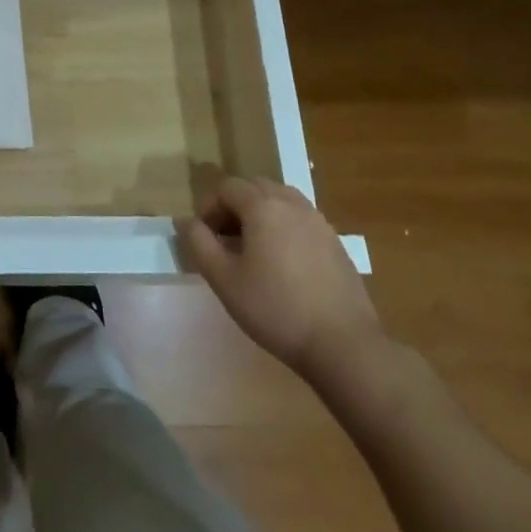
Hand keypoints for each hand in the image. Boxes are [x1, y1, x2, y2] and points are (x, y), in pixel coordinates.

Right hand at [180, 176, 383, 385]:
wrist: (343, 344)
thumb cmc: (276, 309)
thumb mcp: (224, 279)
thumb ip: (199, 244)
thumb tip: (187, 222)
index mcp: (263, 206)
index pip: (227, 187)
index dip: (208, 206)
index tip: (203, 237)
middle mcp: (292, 203)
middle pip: (254, 187)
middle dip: (233, 206)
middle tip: (224, 240)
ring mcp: (318, 221)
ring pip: (280, 200)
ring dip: (259, 214)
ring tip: (252, 249)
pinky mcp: (335, 242)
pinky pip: (300, 219)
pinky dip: (283, 227)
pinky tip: (282, 263)